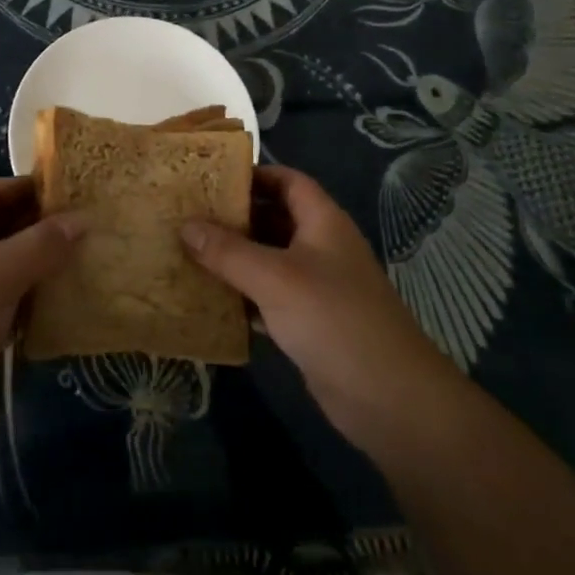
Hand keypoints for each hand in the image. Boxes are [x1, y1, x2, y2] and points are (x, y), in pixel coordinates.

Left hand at [0, 176, 82, 461]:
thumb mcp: (0, 273)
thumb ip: (42, 244)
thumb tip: (81, 219)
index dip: (31, 188)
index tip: (74, 194)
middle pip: (2, 228)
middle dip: (41, 229)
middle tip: (88, 232)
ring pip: (5, 268)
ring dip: (39, 267)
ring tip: (84, 267)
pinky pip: (3, 304)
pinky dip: (29, 303)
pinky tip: (60, 310)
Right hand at [182, 165, 452, 456]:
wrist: (389, 399)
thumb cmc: (333, 319)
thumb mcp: (275, 278)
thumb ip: (228, 251)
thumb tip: (184, 225)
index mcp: (322, 222)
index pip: (287, 181)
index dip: (253, 175)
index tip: (211, 178)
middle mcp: (321, 247)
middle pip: (274, 219)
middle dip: (234, 217)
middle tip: (187, 216)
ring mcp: (316, 287)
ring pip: (268, 260)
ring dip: (233, 258)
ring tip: (187, 252)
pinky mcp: (309, 323)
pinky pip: (268, 298)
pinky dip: (242, 296)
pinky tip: (207, 299)